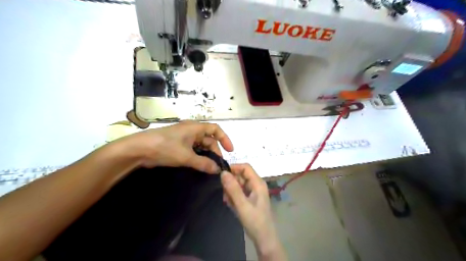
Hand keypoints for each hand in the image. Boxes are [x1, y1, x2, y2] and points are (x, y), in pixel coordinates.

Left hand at [117, 122, 232, 173]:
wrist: (138, 150)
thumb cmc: (165, 148)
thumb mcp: (186, 156)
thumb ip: (203, 163)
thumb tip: (217, 169)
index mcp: (195, 128)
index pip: (216, 129)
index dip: (225, 139)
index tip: (230, 151)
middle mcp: (191, 130)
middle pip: (208, 139)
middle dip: (215, 151)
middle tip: (217, 165)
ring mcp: (183, 138)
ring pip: (200, 145)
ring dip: (206, 155)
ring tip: (209, 167)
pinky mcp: (177, 145)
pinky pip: (192, 149)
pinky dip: (197, 156)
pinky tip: (199, 165)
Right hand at [220, 164, 283, 257]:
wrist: (264, 239)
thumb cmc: (255, 222)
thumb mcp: (242, 205)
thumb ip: (233, 189)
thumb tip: (223, 172)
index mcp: (258, 183)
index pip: (245, 167)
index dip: (233, 168)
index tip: (221, 175)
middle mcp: (256, 184)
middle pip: (240, 175)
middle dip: (231, 183)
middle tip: (225, 195)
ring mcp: (253, 191)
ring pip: (238, 184)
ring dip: (231, 191)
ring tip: (228, 202)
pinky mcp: (250, 198)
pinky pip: (238, 192)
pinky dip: (233, 197)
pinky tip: (231, 205)